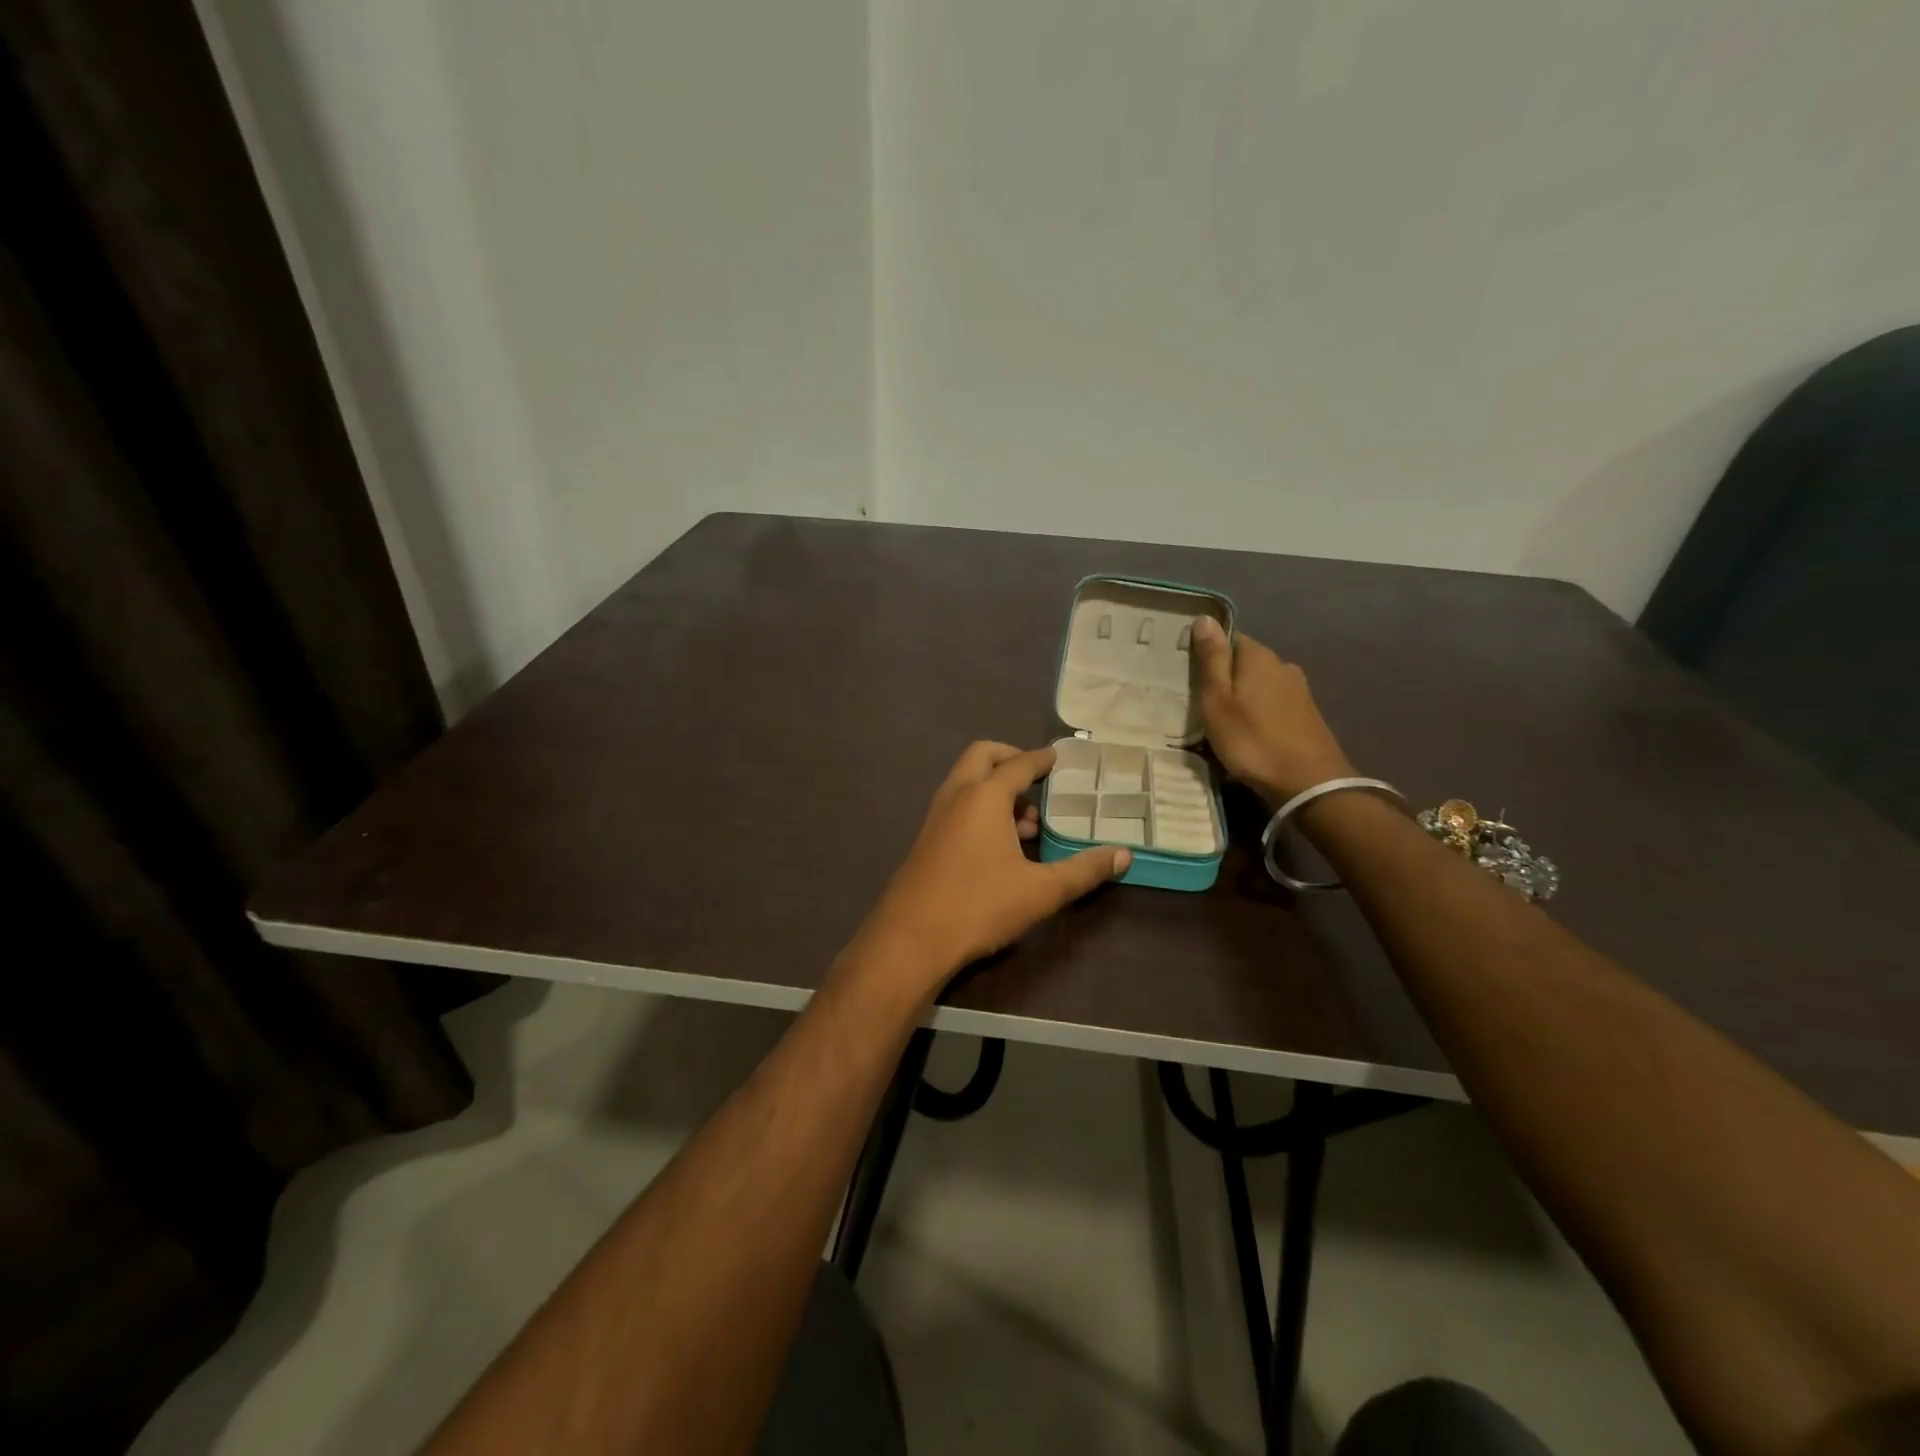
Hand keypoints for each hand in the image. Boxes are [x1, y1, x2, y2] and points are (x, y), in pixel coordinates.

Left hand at [853, 741, 1130, 997]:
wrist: (910, 938)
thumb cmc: (979, 906)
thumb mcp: (1041, 891)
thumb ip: (1084, 870)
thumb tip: (1123, 855)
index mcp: (984, 796)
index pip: (1018, 764)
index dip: (1041, 759)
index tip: (1058, 758)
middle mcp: (956, 796)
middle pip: (983, 756)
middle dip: (1011, 759)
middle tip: (1038, 779)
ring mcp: (936, 816)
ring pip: (967, 781)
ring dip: (996, 788)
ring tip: (1028, 823)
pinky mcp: (926, 839)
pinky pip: (957, 804)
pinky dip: (980, 807)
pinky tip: (1000, 846)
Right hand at [1191, 618, 1354, 804]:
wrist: (1308, 783)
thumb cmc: (1252, 740)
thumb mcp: (1218, 700)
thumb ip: (1212, 659)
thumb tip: (1205, 617)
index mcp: (1258, 656)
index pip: (1229, 639)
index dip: (1209, 654)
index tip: (1190, 677)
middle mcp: (1283, 665)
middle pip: (1245, 663)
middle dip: (1226, 678)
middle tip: (1202, 703)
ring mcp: (1299, 690)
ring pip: (1260, 685)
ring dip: (1243, 698)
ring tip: (1224, 721)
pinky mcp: (1307, 714)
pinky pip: (1274, 704)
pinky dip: (1260, 713)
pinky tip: (1250, 733)